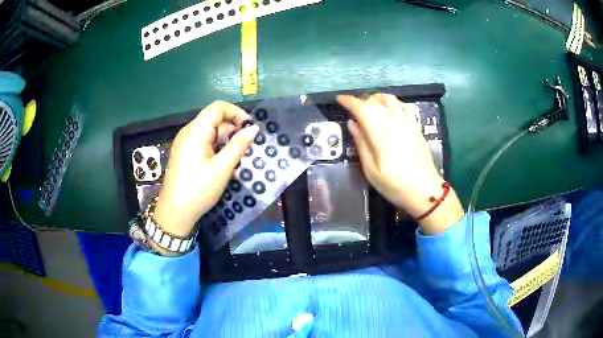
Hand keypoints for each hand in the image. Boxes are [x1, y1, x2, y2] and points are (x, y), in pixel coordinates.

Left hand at [153, 101, 258, 236]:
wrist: (175, 212)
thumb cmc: (198, 190)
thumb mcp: (222, 168)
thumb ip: (238, 145)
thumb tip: (254, 128)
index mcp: (195, 131)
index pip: (217, 108)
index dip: (236, 112)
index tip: (249, 128)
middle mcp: (188, 132)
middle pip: (213, 119)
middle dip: (232, 129)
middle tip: (245, 148)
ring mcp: (185, 143)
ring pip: (209, 131)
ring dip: (225, 140)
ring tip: (235, 158)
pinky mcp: (184, 153)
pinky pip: (203, 142)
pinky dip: (216, 147)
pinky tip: (222, 163)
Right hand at [337, 94, 463, 233]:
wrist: (425, 191)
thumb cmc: (395, 184)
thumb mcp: (371, 170)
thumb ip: (361, 144)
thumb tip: (352, 123)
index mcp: (380, 135)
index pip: (362, 109)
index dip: (349, 101)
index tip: (340, 99)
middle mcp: (394, 124)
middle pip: (375, 101)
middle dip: (361, 100)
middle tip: (353, 108)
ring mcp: (407, 124)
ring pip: (391, 100)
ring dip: (377, 98)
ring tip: (370, 105)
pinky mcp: (416, 127)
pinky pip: (403, 106)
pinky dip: (393, 103)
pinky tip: (390, 111)